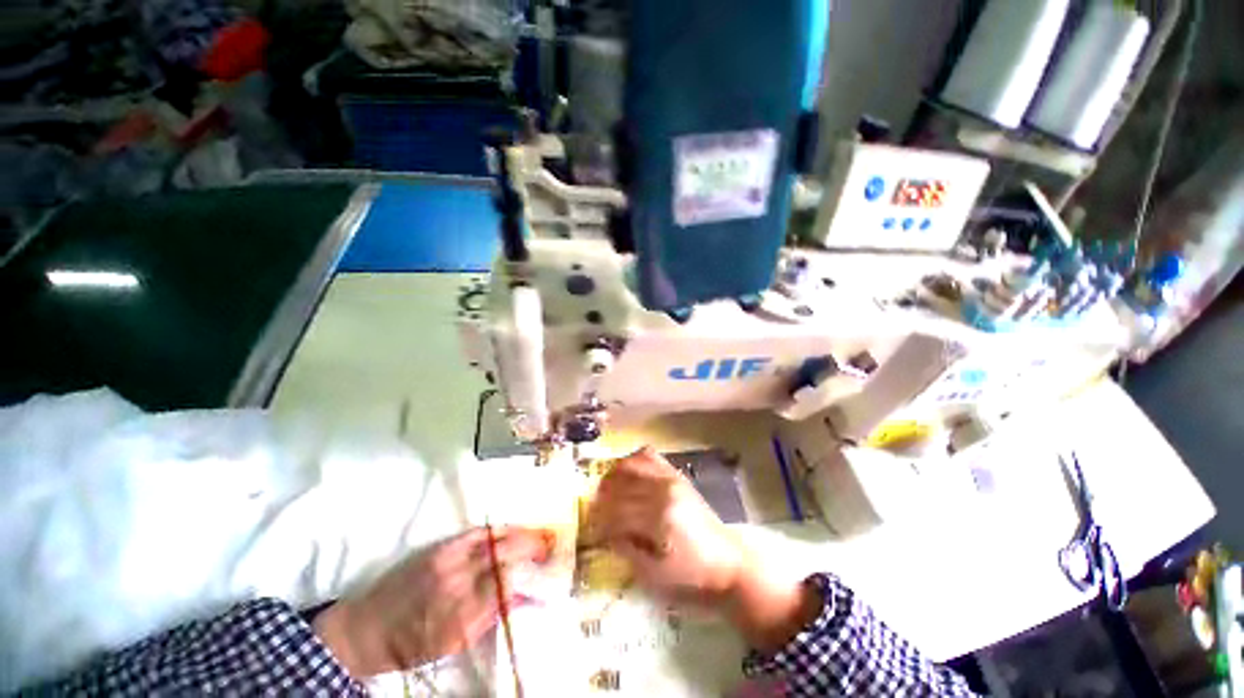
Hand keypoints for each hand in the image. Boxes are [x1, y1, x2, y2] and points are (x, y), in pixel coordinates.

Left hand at [313, 527, 553, 677]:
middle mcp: (459, 581)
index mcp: (463, 613)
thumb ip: (492, 615)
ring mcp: (449, 559)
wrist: (369, 629)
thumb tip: (526, 596)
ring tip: (538, 533)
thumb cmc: (413, 646)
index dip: (533, 572)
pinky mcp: (440, 547)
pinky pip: (478, 532)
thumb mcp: (455, 642)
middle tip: (550, 546)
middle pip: (506, 554)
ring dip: (521, 534)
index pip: (509, 582)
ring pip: (495, 538)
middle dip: (533, 546)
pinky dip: (499, 529)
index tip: (550, 569)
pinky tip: (512, 528)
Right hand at [590, 447, 747, 605]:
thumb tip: (604, 533)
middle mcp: (663, 490)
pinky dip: (632, 460)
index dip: (599, 523)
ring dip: (612, 476)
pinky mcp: (677, 475)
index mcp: (659, 519)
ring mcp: (671, 478)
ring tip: (604, 490)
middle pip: (621, 488)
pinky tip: (625, 472)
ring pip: (631, 465)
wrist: (728, 563)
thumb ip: (626, 551)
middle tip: (593, 513)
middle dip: (602, 501)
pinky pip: (650, 456)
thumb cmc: (691, 576)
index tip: (590, 531)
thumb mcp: (654, 575)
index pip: (617, 513)